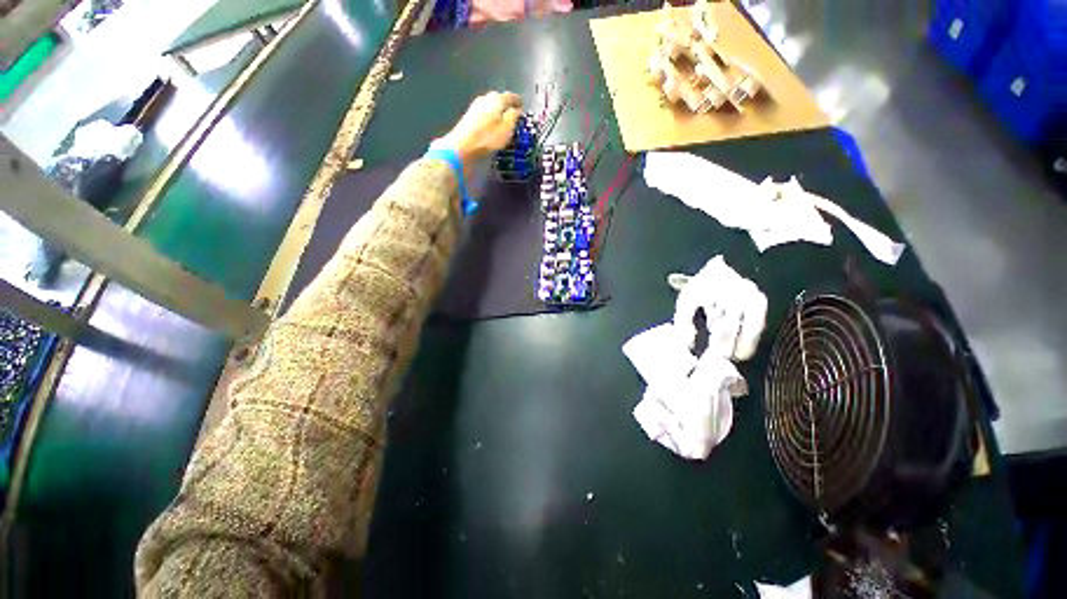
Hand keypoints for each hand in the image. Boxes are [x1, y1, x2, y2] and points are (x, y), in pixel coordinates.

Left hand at [435, 91, 522, 164]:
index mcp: (497, 99)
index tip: (522, 107)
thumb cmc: (487, 138)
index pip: (511, 96)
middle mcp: (486, 98)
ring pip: (491, 105)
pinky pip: (484, 113)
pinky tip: (492, 125)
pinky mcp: (469, 115)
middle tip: (513, 115)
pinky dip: (490, 117)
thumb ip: (513, 117)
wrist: (463, 145)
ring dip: (498, 112)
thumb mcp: (506, 129)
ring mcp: (475, 105)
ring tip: (503, 121)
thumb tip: (516, 110)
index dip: (518, 102)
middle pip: (500, 99)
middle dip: (507, 106)